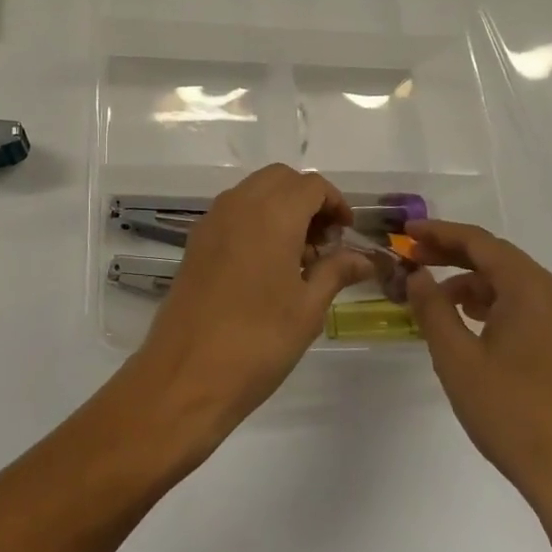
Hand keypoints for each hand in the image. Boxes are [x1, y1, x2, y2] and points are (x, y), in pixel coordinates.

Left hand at [130, 165, 375, 444]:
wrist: (187, 372)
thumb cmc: (258, 340)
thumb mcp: (308, 308)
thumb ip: (336, 271)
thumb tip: (364, 258)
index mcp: (273, 213)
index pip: (311, 185)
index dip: (335, 203)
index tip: (346, 234)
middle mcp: (240, 204)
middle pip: (280, 178)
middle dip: (307, 199)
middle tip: (324, 241)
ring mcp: (213, 219)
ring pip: (254, 190)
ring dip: (280, 206)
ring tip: (298, 256)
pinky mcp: (196, 239)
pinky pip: (233, 210)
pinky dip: (255, 218)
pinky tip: (265, 263)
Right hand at [405, 220, 551, 519]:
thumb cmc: (513, 416)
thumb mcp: (457, 360)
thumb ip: (433, 308)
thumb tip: (418, 274)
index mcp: (533, 290)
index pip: (480, 242)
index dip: (439, 232)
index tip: (406, 233)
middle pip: (499, 258)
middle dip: (453, 255)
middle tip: (414, 258)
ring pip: (514, 284)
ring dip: (473, 283)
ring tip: (436, 299)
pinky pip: (530, 307)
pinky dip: (496, 304)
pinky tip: (473, 326)